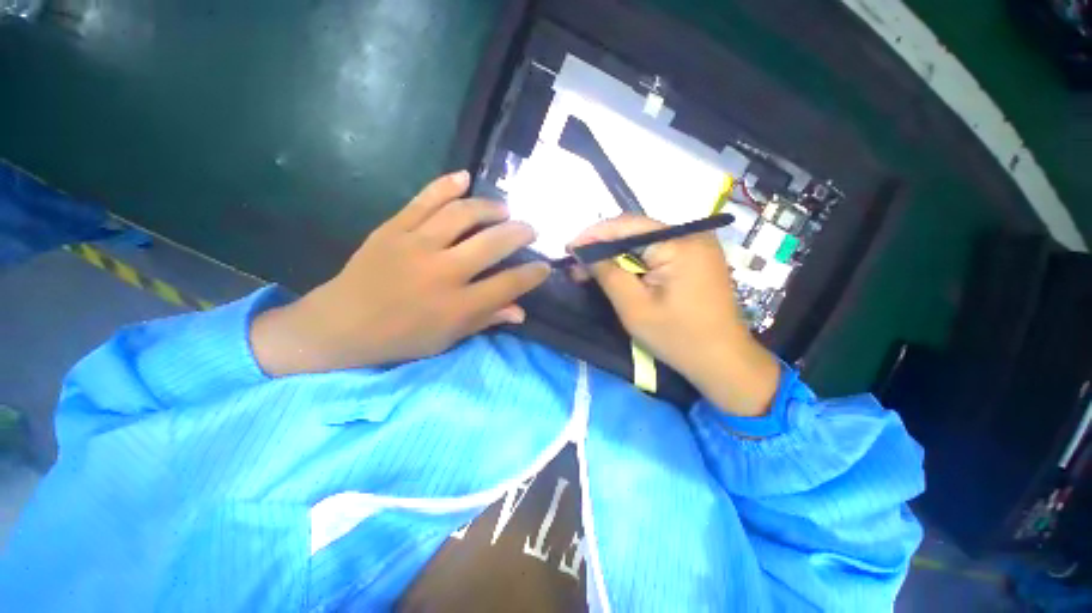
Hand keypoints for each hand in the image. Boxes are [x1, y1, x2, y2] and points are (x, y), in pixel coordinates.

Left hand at [251, 171, 550, 375]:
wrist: (341, 324)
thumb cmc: (400, 338)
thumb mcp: (448, 338)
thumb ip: (487, 320)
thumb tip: (521, 312)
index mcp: (458, 306)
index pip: (508, 284)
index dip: (532, 274)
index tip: (543, 266)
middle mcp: (443, 272)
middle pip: (493, 243)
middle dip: (520, 232)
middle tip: (530, 228)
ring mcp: (416, 246)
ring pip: (463, 215)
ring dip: (490, 207)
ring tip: (503, 209)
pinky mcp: (393, 229)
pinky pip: (424, 200)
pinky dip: (445, 185)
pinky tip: (464, 177)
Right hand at [571, 215, 779, 416]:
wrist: (722, 361)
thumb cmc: (677, 337)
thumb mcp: (633, 306)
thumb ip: (607, 272)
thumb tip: (583, 251)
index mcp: (680, 242)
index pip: (627, 226)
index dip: (594, 235)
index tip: (569, 248)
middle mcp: (692, 234)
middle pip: (636, 231)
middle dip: (603, 246)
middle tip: (576, 263)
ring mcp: (696, 245)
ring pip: (644, 241)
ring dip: (616, 255)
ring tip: (590, 270)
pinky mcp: (695, 258)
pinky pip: (657, 252)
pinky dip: (634, 261)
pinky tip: (617, 272)